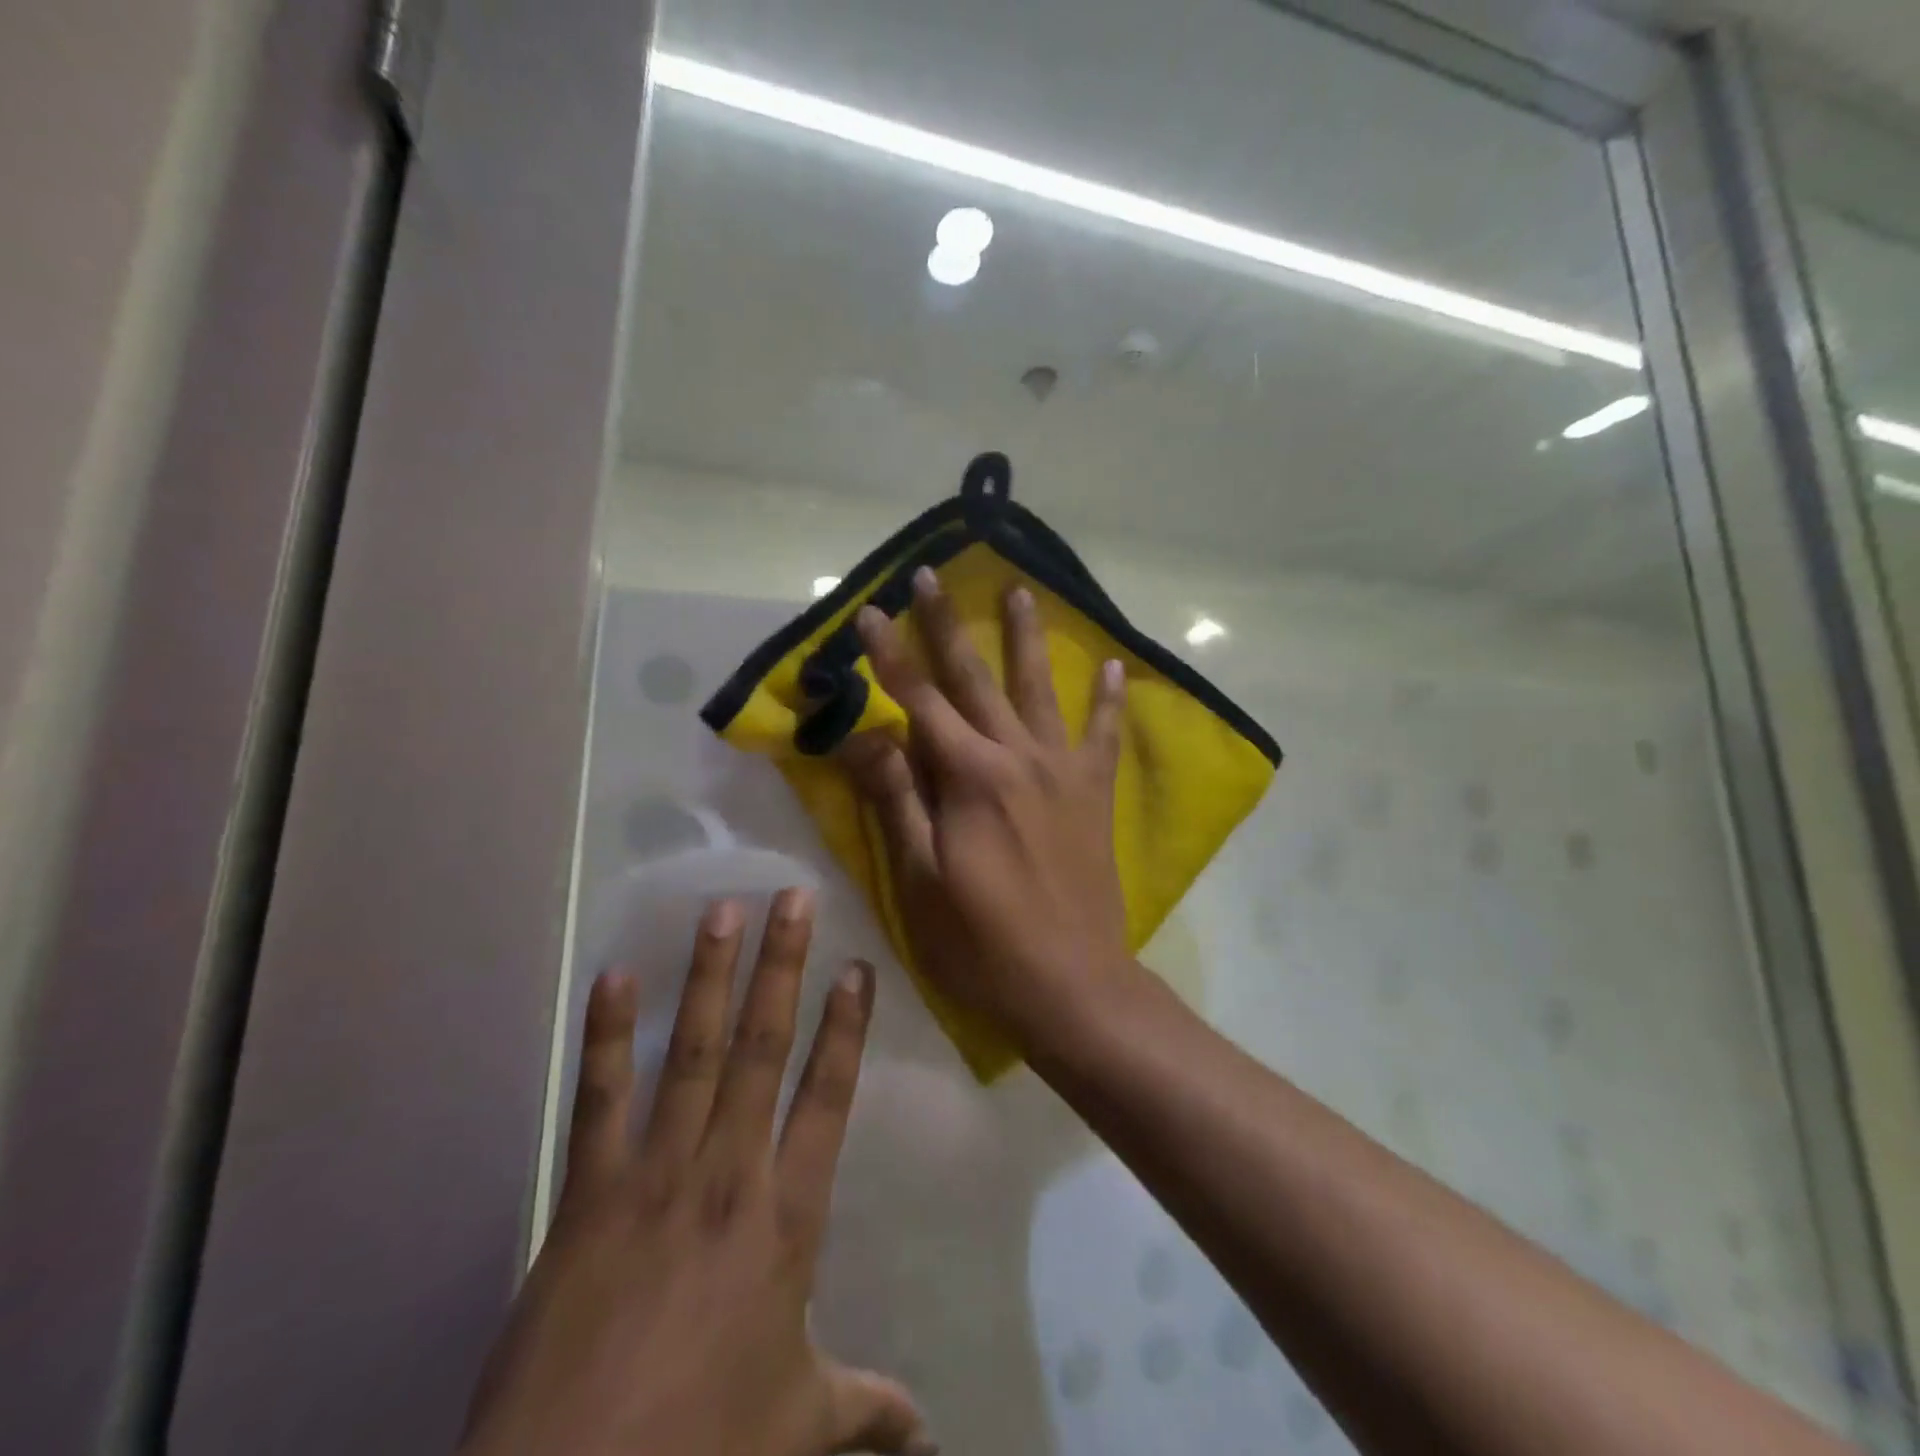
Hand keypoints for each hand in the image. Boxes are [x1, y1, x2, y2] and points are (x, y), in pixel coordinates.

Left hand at [459, 891, 932, 1455]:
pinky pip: (600, 1098)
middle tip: (791, 898)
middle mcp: (727, 1173)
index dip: (845, 1029)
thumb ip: (864, 1408)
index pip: (828, 1097)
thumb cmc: (701, 1447)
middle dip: (781, 967)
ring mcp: (654, 1174)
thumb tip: (926, 1428)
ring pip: (694, 1052)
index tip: (857, 968)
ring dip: (709, 978)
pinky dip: (609, 1035)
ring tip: (722, 912)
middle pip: (763, 1047)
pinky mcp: (588, 1193)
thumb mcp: (796, 1427)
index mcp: (786, 1218)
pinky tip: (614, 978)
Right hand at [841, 568, 1131, 1045]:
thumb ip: (897, 800)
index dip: (888, 656)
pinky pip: (1103, 736)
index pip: (918, 701)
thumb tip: (867, 735)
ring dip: (1026, 639)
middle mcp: (1018, 758)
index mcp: (969, 778)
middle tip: (929, 575)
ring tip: (1021, 591)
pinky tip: (1114, 667)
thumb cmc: (981, 941)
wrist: (1072, 985)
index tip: (868, 611)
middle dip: (946, 625)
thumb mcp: (920, 879)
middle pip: (975, 679)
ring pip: (1040, 690)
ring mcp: (1063, 772)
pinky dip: (1108, 701)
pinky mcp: (1094, 795)